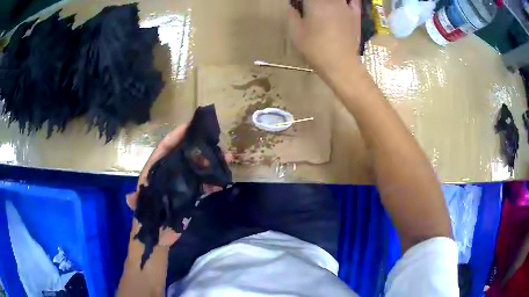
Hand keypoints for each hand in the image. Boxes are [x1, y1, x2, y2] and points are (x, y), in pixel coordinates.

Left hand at [126, 123, 231, 246]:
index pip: (165, 148)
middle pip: (185, 154)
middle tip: (215, 140)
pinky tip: (224, 178)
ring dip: (211, 162)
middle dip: (199, 146)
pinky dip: (213, 180)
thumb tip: (129, 198)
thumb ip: (136, 202)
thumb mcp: (140, 209)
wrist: (156, 235)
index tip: (190, 125)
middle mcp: (169, 172)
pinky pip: (203, 184)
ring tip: (226, 157)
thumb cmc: (145, 218)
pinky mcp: (191, 194)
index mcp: (155, 171)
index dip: (176, 136)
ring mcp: (181, 183)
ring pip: (197, 167)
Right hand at [288, 0, 361, 75]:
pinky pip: (353, 1)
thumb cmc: (316, 50)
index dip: (302, 2)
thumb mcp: (297, 34)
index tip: (299, 6)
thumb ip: (293, 16)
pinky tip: (342, 4)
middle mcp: (332, 1)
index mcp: (315, 3)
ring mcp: (346, 7)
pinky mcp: (356, 15)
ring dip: (327, 2)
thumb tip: (292, 6)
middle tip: (309, 8)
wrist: (341, 65)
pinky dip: (348, 1)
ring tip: (323, 8)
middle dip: (313, 2)